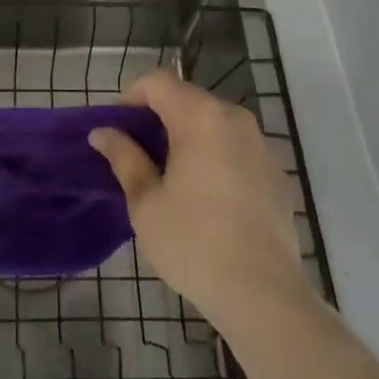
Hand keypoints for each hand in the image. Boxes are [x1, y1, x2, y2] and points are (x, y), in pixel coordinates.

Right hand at [89, 69, 309, 325]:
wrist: (265, 296)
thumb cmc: (194, 243)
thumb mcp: (146, 202)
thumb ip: (124, 158)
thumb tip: (102, 133)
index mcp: (200, 116)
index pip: (157, 82)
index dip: (131, 97)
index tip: (118, 129)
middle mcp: (233, 117)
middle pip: (187, 98)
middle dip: (160, 117)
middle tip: (140, 155)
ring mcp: (260, 144)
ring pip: (214, 122)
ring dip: (189, 136)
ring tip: (173, 176)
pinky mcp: (277, 172)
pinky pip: (237, 148)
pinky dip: (217, 156)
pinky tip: (209, 198)